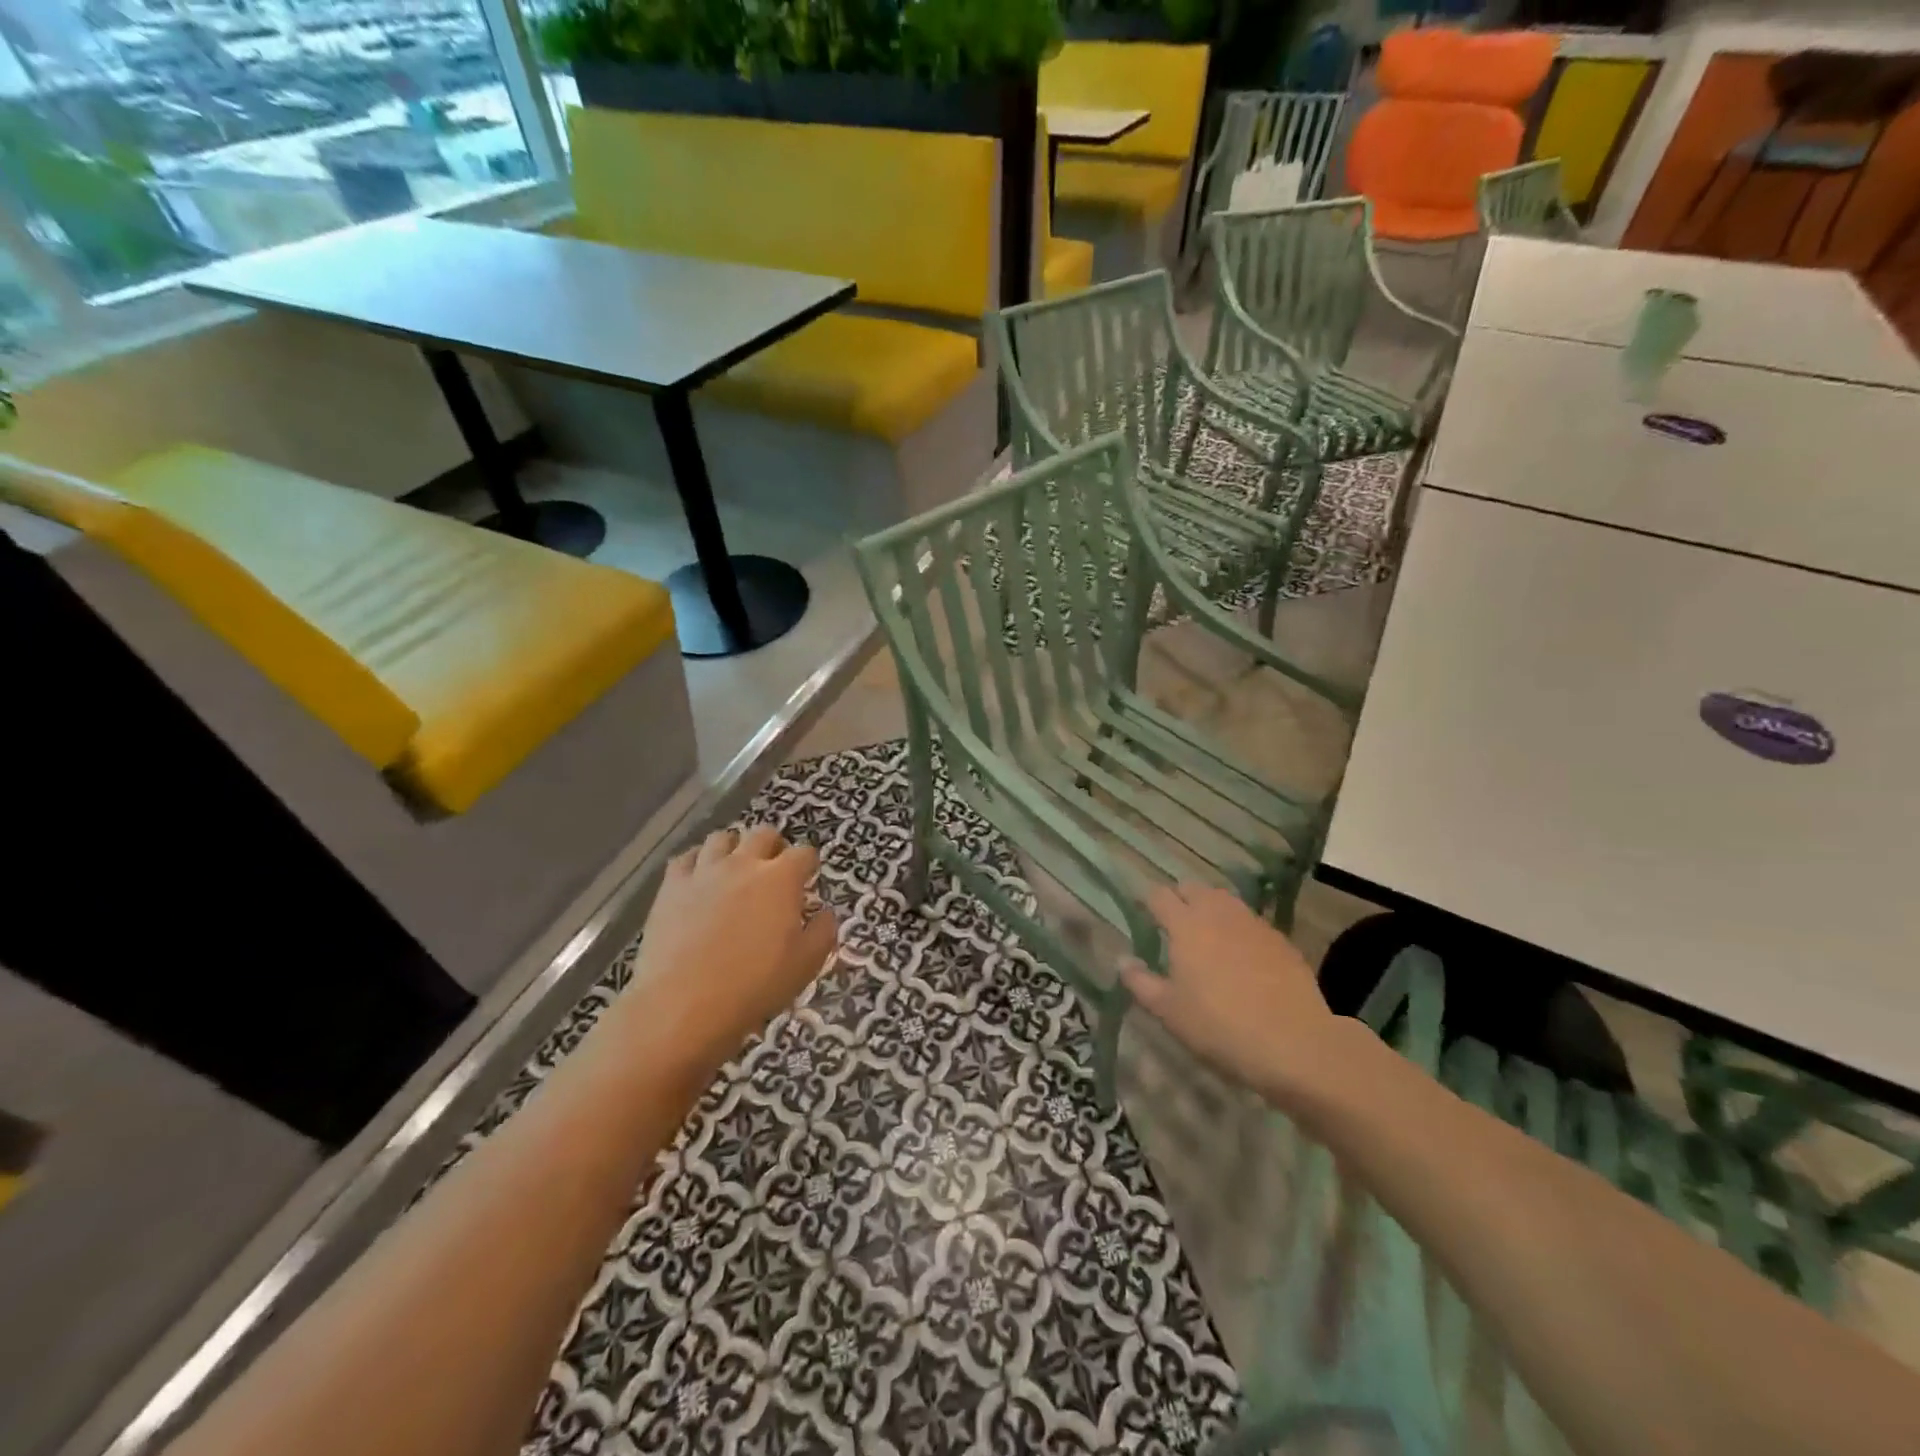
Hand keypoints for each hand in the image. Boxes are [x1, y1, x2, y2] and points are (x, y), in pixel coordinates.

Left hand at [614, 826, 838, 1073]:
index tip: (808, 878)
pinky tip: (699, 879)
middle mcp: (744, 863)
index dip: (809, 864)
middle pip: (764, 834)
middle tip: (774, 870)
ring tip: (735, 869)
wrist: (683, 1004)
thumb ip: (823, 931)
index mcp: (781, 879)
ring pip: (723, 838)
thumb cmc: (754, 985)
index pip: (804, 853)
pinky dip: (697, 861)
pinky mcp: (671, 886)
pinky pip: (685, 857)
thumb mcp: (806, 964)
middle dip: (774, 846)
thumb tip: (824, 911)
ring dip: (735, 848)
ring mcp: (704, 871)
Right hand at [1120, 883, 1359, 1116]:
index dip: (1147, 901)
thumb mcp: (1168, 1011)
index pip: (1159, 896)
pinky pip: (1250, 921)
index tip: (1141, 912)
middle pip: (1193, 889)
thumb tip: (1123, 959)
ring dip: (1210, 908)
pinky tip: (1240, 953)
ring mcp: (1252, 923)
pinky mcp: (1280, 939)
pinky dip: (1237, 927)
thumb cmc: (1219, 1026)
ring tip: (1205, 933)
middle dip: (1179, 898)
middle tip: (1172, 922)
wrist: (1294, 1043)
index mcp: (1185, 925)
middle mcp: (1218, 913)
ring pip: (1224, 900)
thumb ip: (1140, 981)